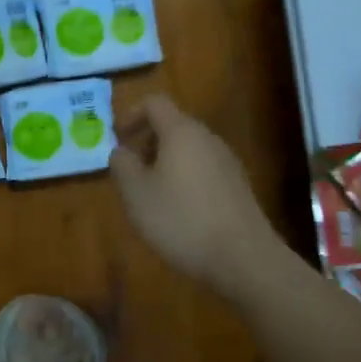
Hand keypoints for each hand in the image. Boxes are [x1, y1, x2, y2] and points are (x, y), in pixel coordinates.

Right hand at [110, 94, 284, 296]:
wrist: (243, 258)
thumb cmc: (181, 220)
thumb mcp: (136, 194)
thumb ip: (122, 165)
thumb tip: (121, 151)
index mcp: (182, 132)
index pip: (155, 103)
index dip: (131, 114)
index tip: (117, 139)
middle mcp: (208, 139)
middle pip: (173, 125)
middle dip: (147, 142)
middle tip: (130, 170)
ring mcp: (228, 162)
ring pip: (189, 149)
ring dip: (165, 162)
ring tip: (151, 194)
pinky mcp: (238, 187)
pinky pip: (204, 170)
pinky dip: (185, 178)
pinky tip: (179, 212)